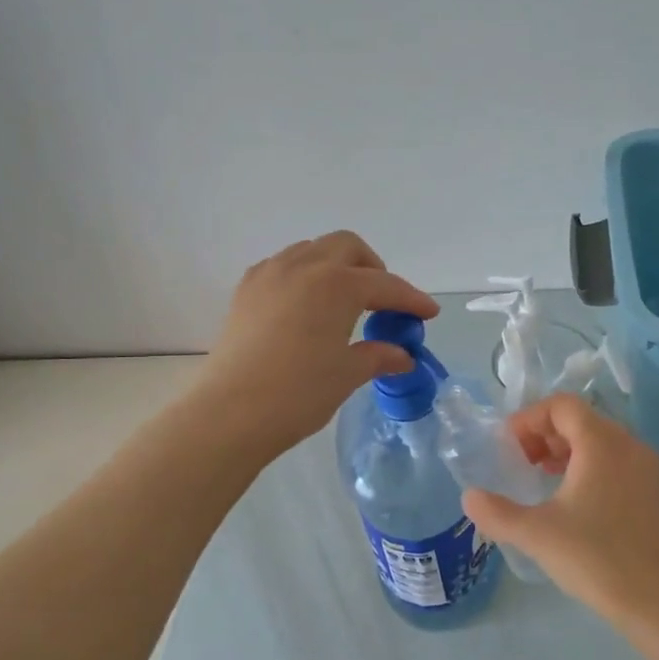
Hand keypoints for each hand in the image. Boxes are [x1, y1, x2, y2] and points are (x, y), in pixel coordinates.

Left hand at [196, 231, 439, 453]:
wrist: (230, 413)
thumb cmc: (298, 393)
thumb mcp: (347, 374)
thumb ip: (378, 355)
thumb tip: (402, 356)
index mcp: (336, 284)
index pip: (385, 284)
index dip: (411, 299)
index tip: (429, 314)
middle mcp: (303, 266)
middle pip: (347, 246)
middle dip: (372, 267)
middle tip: (382, 301)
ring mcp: (270, 274)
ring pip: (312, 250)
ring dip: (336, 266)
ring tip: (343, 302)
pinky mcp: (246, 290)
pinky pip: (283, 266)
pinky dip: (304, 276)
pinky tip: (306, 307)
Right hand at [462, 394, 658, 631]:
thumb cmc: (599, 560)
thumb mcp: (538, 536)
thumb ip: (497, 513)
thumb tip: (470, 497)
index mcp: (603, 444)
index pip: (562, 405)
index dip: (529, 418)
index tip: (509, 448)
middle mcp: (631, 447)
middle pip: (583, 420)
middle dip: (546, 435)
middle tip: (523, 464)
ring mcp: (652, 472)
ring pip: (604, 443)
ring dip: (570, 452)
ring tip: (546, 481)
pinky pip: (621, 465)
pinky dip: (594, 470)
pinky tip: (580, 508)